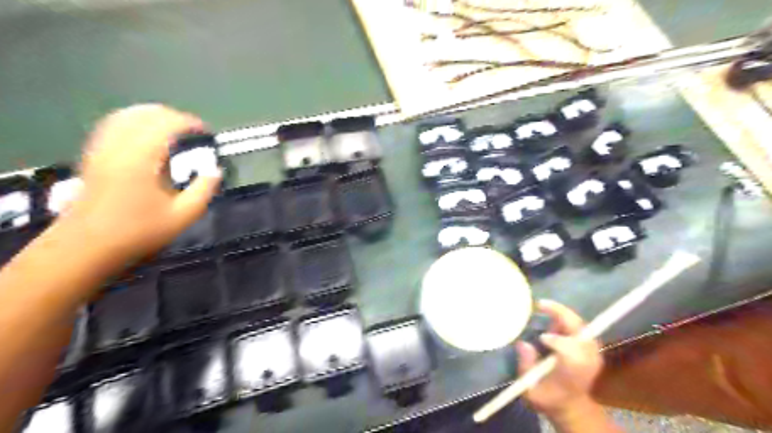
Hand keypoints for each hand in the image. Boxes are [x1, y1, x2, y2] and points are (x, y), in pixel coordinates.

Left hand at [62, 105, 221, 259]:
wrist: (86, 246)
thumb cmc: (138, 232)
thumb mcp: (182, 216)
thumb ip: (203, 190)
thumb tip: (215, 171)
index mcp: (141, 159)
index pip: (166, 124)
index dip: (189, 123)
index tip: (207, 133)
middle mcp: (118, 147)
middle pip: (145, 114)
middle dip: (173, 117)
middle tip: (193, 133)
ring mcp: (102, 149)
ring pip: (126, 116)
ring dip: (153, 117)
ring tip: (173, 130)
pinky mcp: (93, 156)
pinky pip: (113, 125)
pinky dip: (133, 122)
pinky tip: (145, 135)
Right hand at [517, 300, 602, 415]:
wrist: (572, 406)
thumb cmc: (548, 399)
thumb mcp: (530, 391)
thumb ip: (527, 366)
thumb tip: (523, 343)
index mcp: (572, 374)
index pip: (571, 353)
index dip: (557, 342)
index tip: (541, 338)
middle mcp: (586, 361)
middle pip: (580, 332)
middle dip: (561, 314)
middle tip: (540, 304)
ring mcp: (592, 353)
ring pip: (580, 325)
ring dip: (563, 314)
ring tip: (543, 307)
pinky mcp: (591, 347)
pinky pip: (580, 326)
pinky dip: (566, 318)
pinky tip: (551, 316)